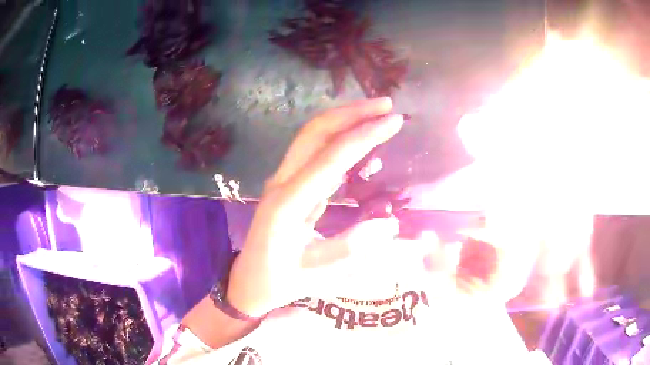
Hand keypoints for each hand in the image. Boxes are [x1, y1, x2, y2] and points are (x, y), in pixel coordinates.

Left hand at [227, 97, 404, 316]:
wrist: (249, 282)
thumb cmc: (278, 281)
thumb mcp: (315, 274)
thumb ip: (350, 249)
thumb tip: (389, 225)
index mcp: (288, 204)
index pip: (331, 157)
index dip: (364, 136)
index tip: (394, 120)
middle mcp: (283, 183)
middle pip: (315, 132)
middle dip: (351, 113)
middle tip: (386, 104)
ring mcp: (284, 182)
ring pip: (313, 138)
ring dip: (344, 120)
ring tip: (376, 113)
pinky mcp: (289, 186)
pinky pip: (314, 154)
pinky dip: (339, 140)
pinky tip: (359, 141)